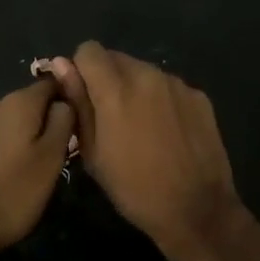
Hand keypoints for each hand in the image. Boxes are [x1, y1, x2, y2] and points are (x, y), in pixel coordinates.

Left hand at [0, 78, 74, 260]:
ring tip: (37, 166)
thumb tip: (66, 101)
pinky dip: (7, 147)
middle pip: (31, 102)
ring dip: (27, 136)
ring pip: (12, 121)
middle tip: (61, 152)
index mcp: (19, 102)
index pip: (52, 83)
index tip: (79, 123)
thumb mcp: (50, 160)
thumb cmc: (10, 193)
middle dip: (47, 120)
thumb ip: (63, 123)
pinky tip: (10, 173)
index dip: (69, 98)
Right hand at [58, 42, 240, 257]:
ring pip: (143, 71)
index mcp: (115, 89)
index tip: (84, 96)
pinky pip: (169, 86)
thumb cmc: (134, 188)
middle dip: (107, 78)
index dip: (81, 69)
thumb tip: (61, 65)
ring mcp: (176, 84)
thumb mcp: (93, 152)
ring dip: (135, 88)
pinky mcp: (198, 96)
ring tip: (140, 126)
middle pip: (116, 58)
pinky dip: (161, 99)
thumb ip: (77, 102)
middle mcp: (147, 75)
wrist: (197, 210)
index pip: (89, 50)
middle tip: (110, 116)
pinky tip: (167, 131)